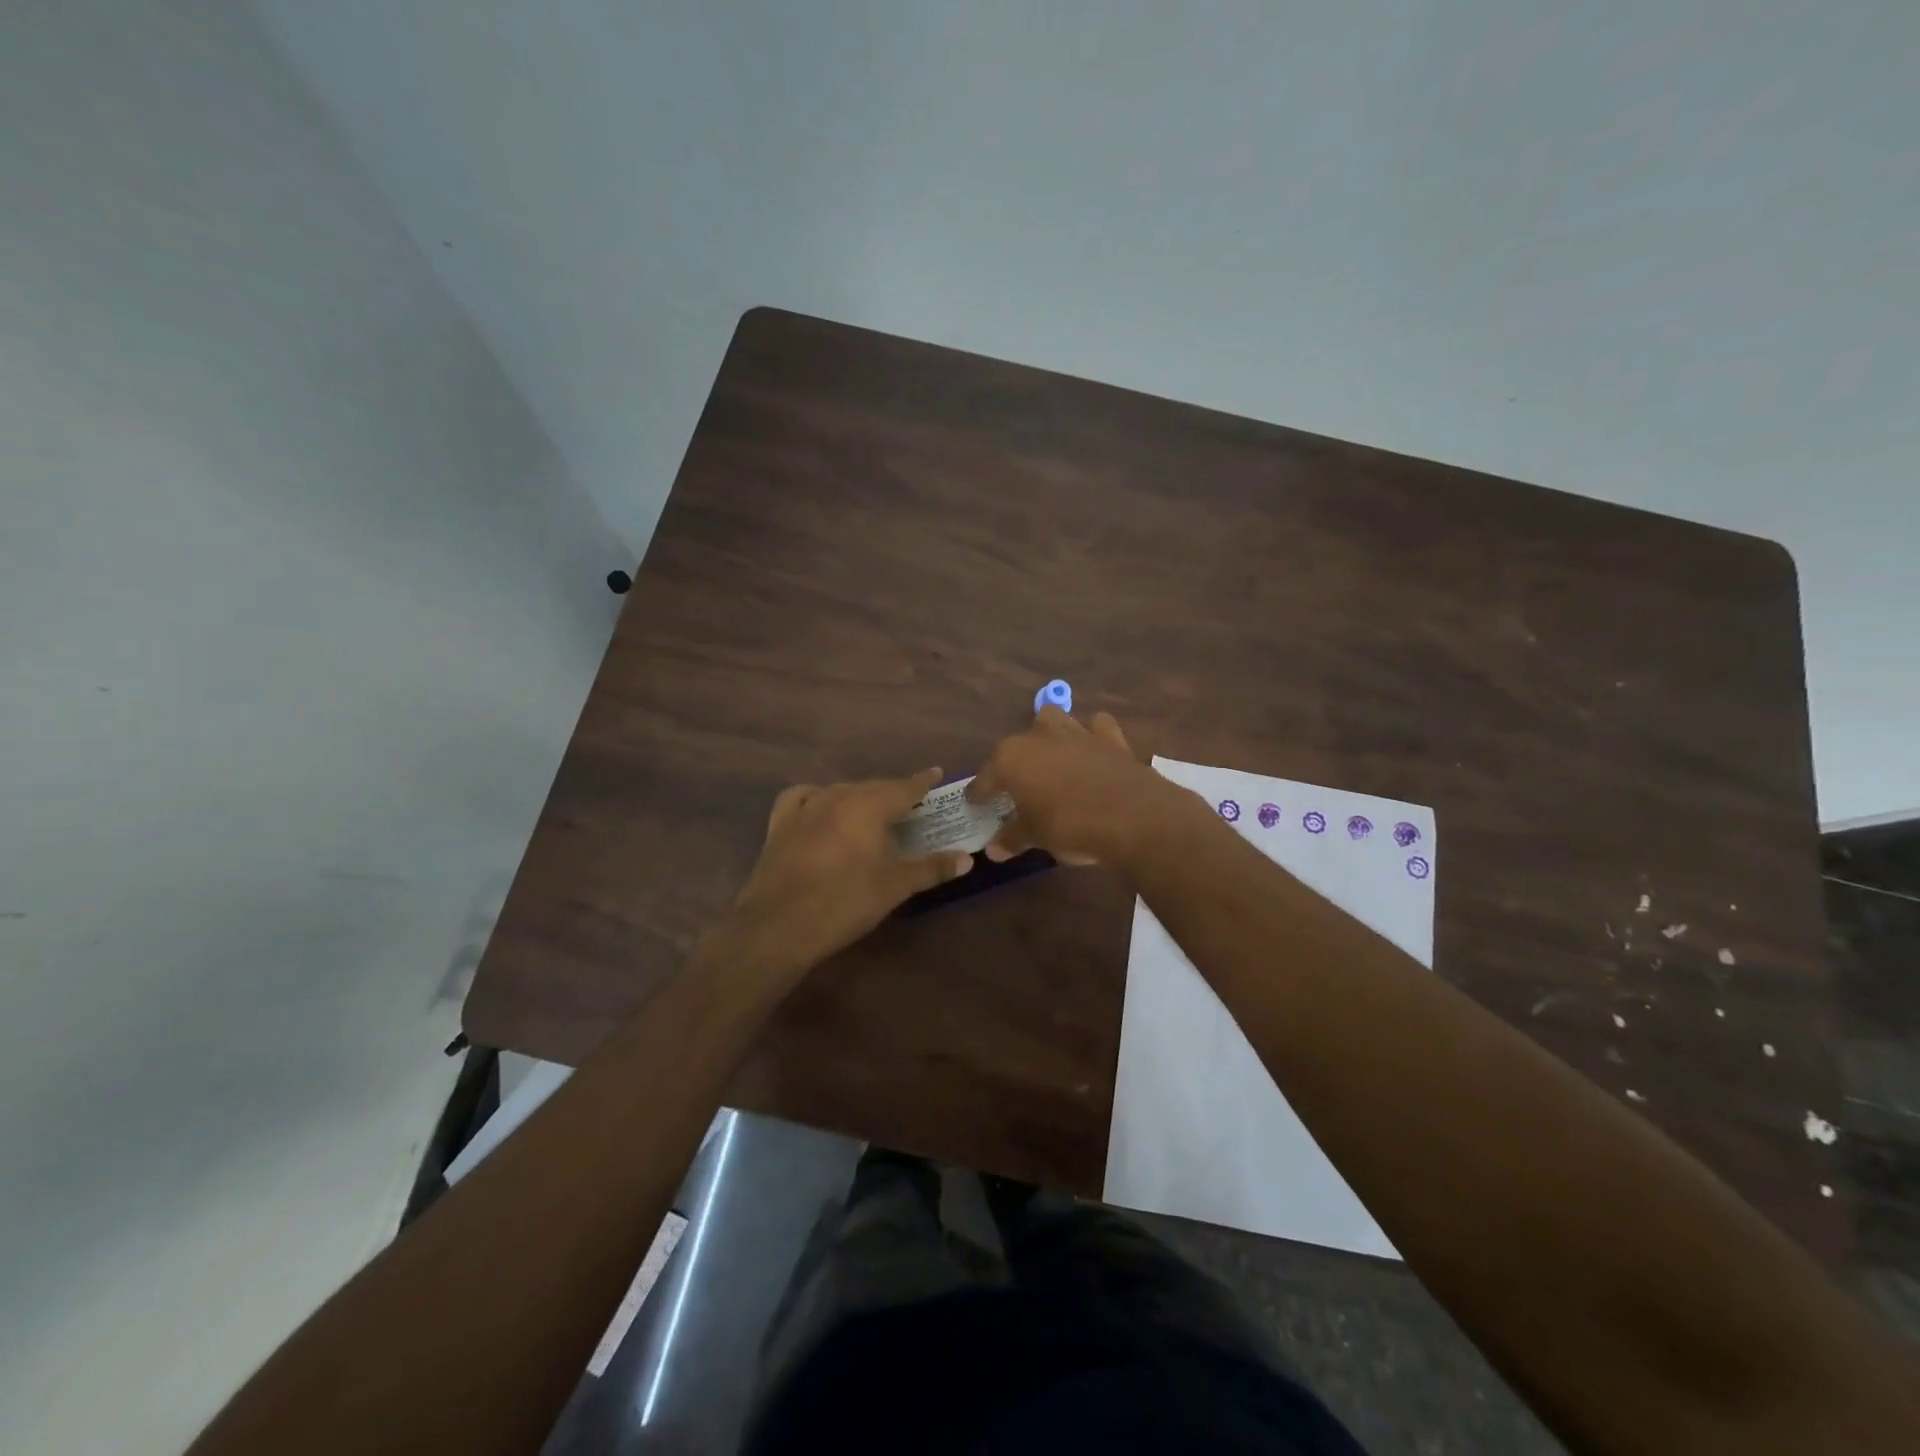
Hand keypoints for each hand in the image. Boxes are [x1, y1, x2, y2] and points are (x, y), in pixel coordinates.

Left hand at [722, 768, 972, 986]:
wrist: (780, 925)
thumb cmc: (846, 901)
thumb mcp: (895, 886)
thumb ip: (932, 868)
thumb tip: (968, 859)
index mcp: (869, 805)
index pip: (904, 787)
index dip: (922, 781)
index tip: (936, 774)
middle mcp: (837, 796)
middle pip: (873, 787)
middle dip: (894, 791)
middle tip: (911, 802)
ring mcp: (805, 808)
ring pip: (840, 791)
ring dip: (860, 795)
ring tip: (872, 808)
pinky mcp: (779, 824)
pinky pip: (801, 797)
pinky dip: (816, 796)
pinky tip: (820, 806)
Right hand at [969, 708, 1198, 867]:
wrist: (1132, 817)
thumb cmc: (1070, 826)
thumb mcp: (1035, 837)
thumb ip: (1012, 838)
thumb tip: (993, 849)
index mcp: (1011, 758)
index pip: (986, 777)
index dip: (980, 793)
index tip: (977, 804)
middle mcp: (1038, 736)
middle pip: (1017, 743)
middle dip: (1016, 761)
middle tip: (1020, 788)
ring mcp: (1076, 732)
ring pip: (1054, 720)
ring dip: (1050, 737)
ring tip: (1053, 761)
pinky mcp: (1110, 737)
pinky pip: (1096, 727)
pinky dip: (1092, 736)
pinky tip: (1092, 752)